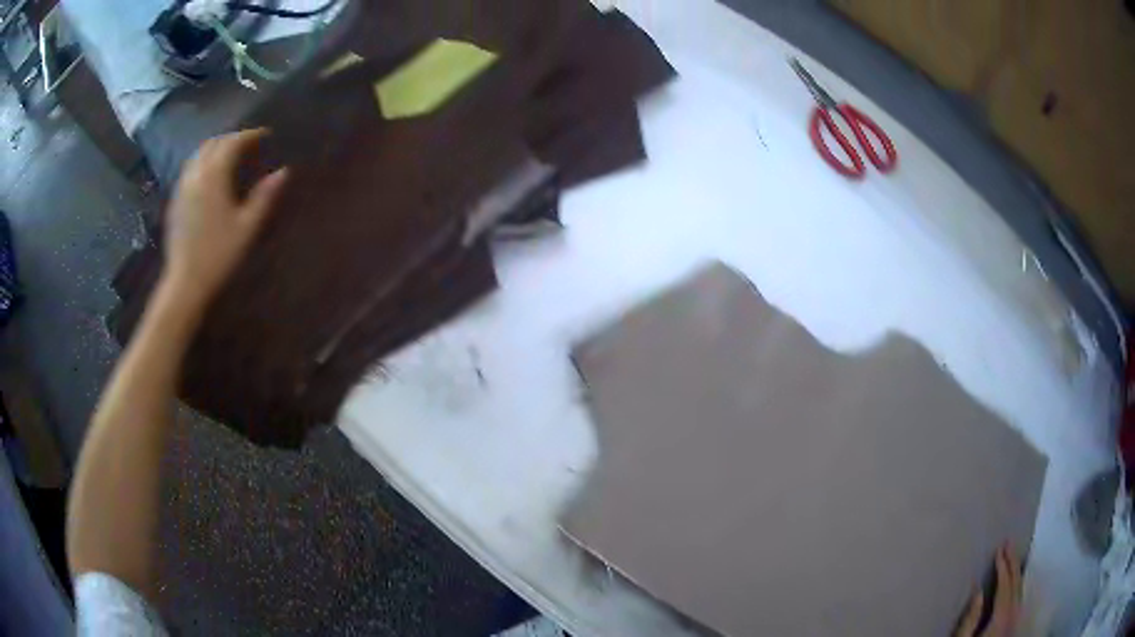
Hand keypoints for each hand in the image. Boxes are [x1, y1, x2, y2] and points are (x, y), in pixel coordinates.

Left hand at [162, 128, 287, 307]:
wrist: (185, 282)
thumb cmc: (218, 255)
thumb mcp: (247, 227)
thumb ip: (264, 197)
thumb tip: (283, 172)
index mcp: (213, 177)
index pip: (232, 143)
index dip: (249, 135)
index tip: (265, 135)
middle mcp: (195, 175)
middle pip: (213, 143)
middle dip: (232, 138)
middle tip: (249, 143)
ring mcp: (182, 187)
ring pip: (198, 154)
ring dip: (216, 147)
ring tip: (230, 154)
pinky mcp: (175, 200)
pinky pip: (190, 169)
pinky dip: (203, 161)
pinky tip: (210, 175)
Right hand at [954, 545, 1021, 636]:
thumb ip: (970, 620)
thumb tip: (978, 592)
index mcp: (1000, 619)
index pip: (1005, 587)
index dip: (1003, 567)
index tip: (999, 549)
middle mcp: (1012, 616)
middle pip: (1016, 585)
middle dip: (1013, 563)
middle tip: (1009, 542)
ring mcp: (1014, 621)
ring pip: (1020, 590)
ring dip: (1017, 571)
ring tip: (1012, 555)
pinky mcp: (1012, 624)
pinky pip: (1019, 598)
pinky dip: (1018, 584)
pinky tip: (1015, 579)